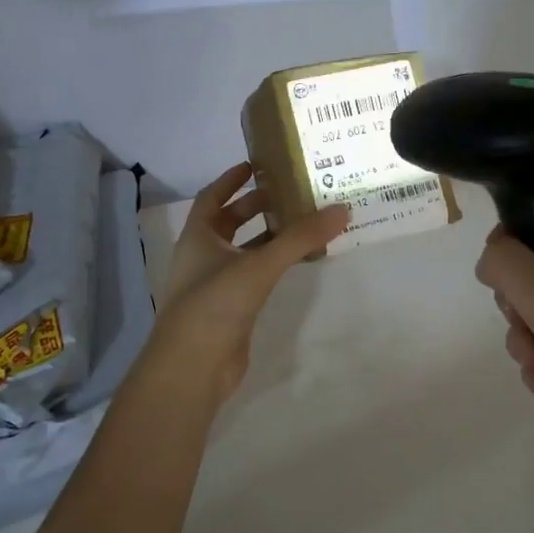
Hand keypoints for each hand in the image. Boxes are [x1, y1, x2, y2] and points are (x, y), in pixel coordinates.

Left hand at [149, 162, 349, 406]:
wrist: (192, 368)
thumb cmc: (215, 304)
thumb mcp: (259, 265)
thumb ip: (300, 238)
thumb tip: (341, 209)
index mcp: (198, 237)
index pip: (212, 197)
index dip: (231, 180)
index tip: (255, 165)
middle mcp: (202, 257)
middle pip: (228, 223)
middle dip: (254, 206)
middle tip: (288, 193)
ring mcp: (214, 285)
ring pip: (242, 251)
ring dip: (266, 237)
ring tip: (300, 223)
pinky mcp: (229, 310)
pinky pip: (252, 277)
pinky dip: (271, 265)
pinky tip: (294, 263)